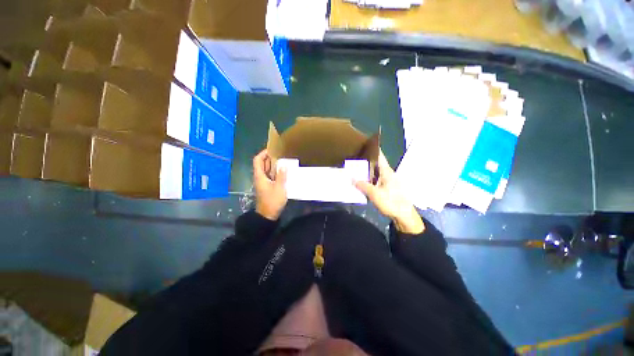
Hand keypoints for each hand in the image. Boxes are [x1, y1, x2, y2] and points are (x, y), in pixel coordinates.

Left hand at [253, 149, 287, 220]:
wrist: (268, 215)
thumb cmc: (272, 201)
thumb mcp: (279, 188)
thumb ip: (281, 176)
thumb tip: (283, 165)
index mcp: (260, 176)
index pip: (258, 160)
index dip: (263, 153)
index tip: (272, 149)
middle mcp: (260, 177)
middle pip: (262, 164)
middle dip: (269, 157)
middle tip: (280, 153)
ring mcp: (263, 182)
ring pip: (266, 170)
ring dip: (273, 164)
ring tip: (283, 160)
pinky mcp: (267, 186)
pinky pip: (270, 175)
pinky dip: (275, 171)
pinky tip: (283, 171)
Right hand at [354, 151, 424, 233]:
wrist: (404, 215)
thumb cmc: (391, 202)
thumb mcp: (375, 194)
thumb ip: (363, 185)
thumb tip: (352, 178)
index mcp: (386, 171)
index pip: (379, 156)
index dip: (372, 149)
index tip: (362, 144)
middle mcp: (387, 173)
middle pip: (375, 164)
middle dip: (364, 160)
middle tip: (352, 158)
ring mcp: (387, 181)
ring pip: (374, 172)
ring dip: (365, 170)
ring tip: (353, 168)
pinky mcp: (386, 188)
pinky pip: (374, 180)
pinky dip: (367, 179)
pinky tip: (360, 181)